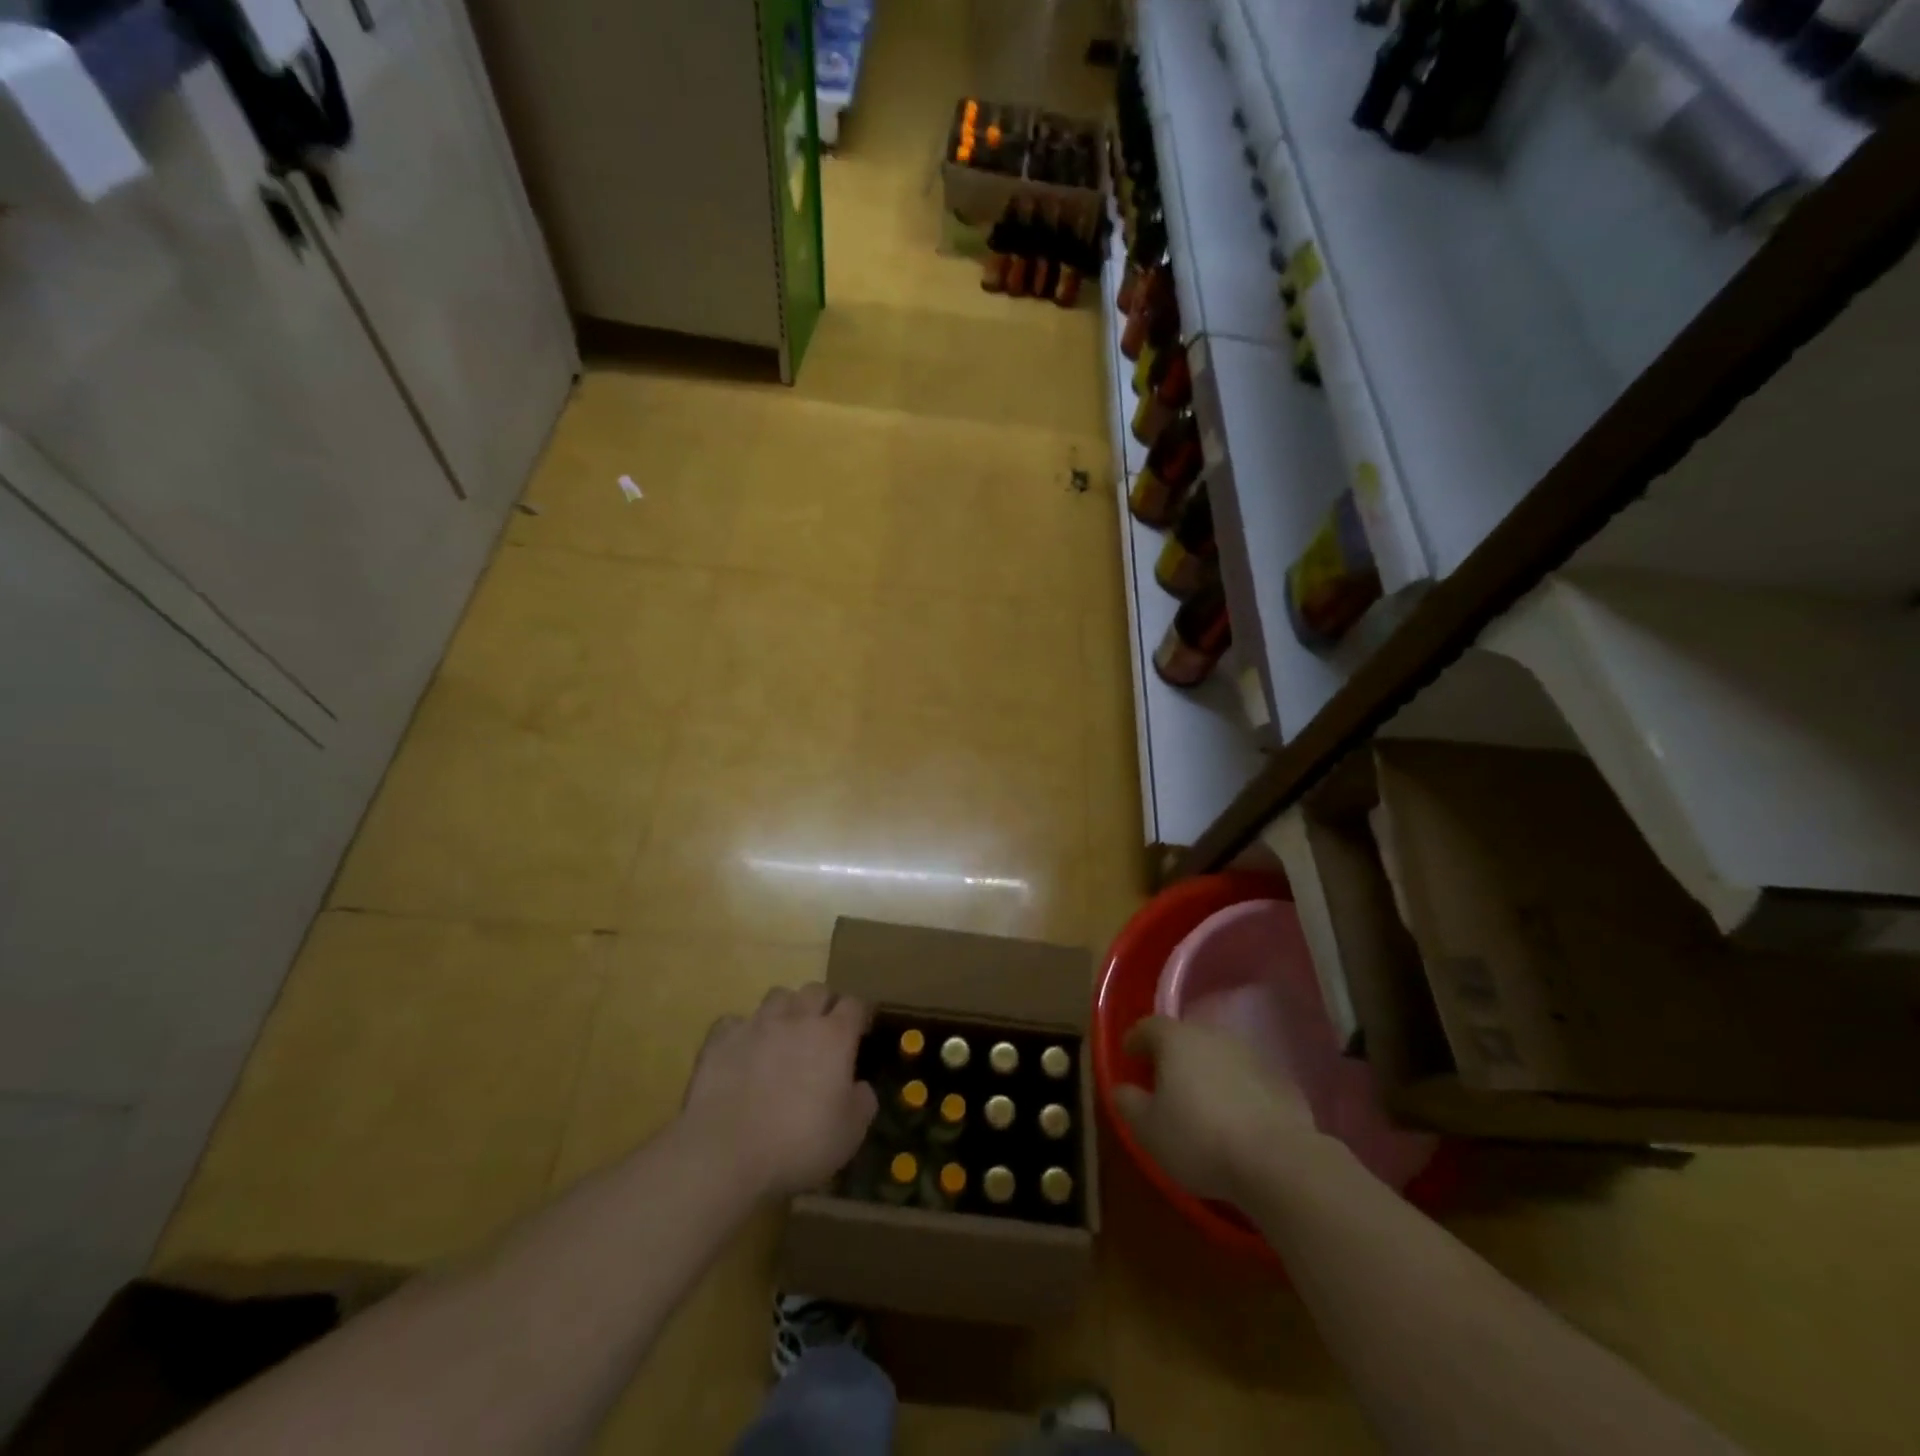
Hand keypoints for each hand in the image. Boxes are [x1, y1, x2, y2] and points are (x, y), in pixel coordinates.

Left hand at [681, 984, 877, 1200]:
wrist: (725, 1154)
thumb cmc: (798, 1145)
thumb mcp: (849, 1135)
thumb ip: (862, 1103)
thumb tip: (861, 1087)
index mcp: (834, 1036)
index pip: (855, 1004)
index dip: (859, 1015)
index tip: (859, 1032)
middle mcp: (797, 1019)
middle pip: (816, 990)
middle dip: (824, 1005)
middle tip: (823, 1032)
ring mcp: (756, 1024)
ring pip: (778, 995)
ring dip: (786, 1010)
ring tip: (783, 1035)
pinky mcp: (720, 1039)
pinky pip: (735, 1021)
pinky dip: (742, 1031)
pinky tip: (742, 1051)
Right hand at [1112, 1016, 1320, 1203]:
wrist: (1277, 1161)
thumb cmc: (1198, 1138)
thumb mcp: (1147, 1129)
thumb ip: (1128, 1103)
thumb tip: (1123, 1088)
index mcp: (1176, 1039)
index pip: (1148, 1026)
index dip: (1135, 1040)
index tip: (1129, 1056)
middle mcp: (1212, 1036)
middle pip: (1185, 1038)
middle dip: (1172, 1055)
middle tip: (1162, 1081)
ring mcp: (1250, 1055)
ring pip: (1218, 1057)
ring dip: (1206, 1073)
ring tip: (1200, 1103)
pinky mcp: (1280, 1080)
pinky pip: (1246, 1079)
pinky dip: (1235, 1091)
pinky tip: (1235, 1120)